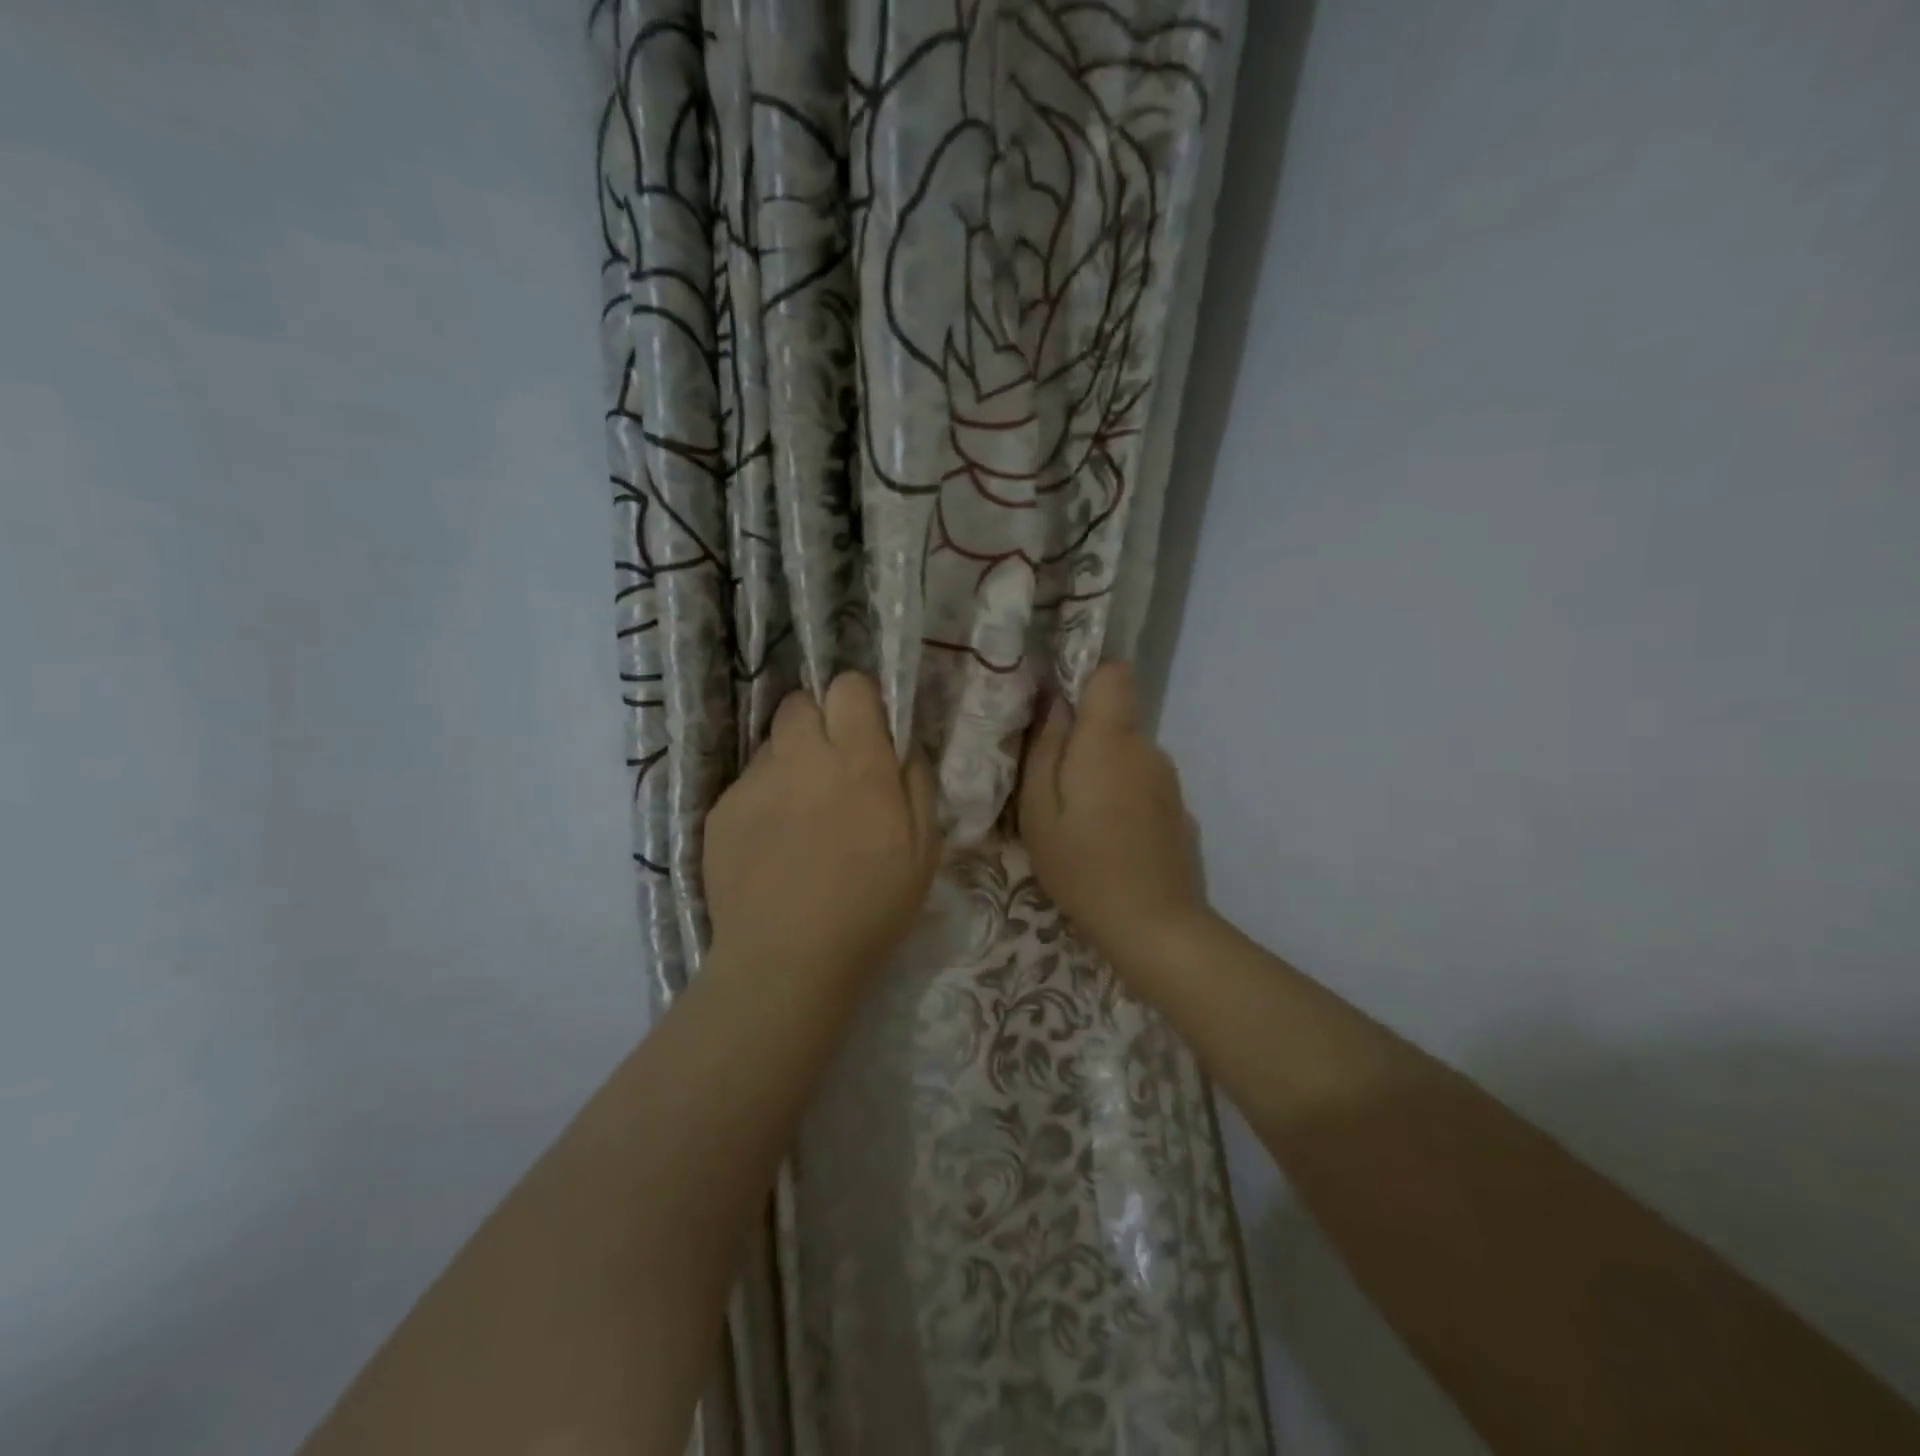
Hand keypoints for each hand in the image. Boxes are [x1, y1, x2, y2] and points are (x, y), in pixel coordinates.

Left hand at [704, 673, 940, 984]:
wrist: (788, 960)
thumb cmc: (871, 907)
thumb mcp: (924, 848)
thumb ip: (917, 784)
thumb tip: (903, 748)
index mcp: (858, 762)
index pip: (848, 686)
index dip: (858, 702)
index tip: (865, 734)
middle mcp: (802, 758)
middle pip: (800, 703)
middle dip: (818, 723)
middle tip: (831, 768)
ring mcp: (755, 783)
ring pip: (772, 744)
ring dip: (791, 762)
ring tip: (799, 813)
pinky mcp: (721, 811)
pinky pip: (748, 784)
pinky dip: (763, 800)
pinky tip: (771, 844)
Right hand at [1018, 662, 1210, 965]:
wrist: (1155, 926)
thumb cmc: (1082, 866)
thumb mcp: (1039, 811)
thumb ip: (1044, 748)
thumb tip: (1053, 702)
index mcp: (1109, 740)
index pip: (1113, 673)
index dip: (1086, 680)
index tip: (1059, 712)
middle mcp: (1147, 748)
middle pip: (1114, 720)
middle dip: (1084, 741)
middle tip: (1055, 789)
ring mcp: (1169, 780)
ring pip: (1127, 755)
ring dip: (1103, 774)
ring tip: (1081, 823)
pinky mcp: (1180, 809)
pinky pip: (1143, 785)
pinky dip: (1124, 799)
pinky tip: (1113, 841)